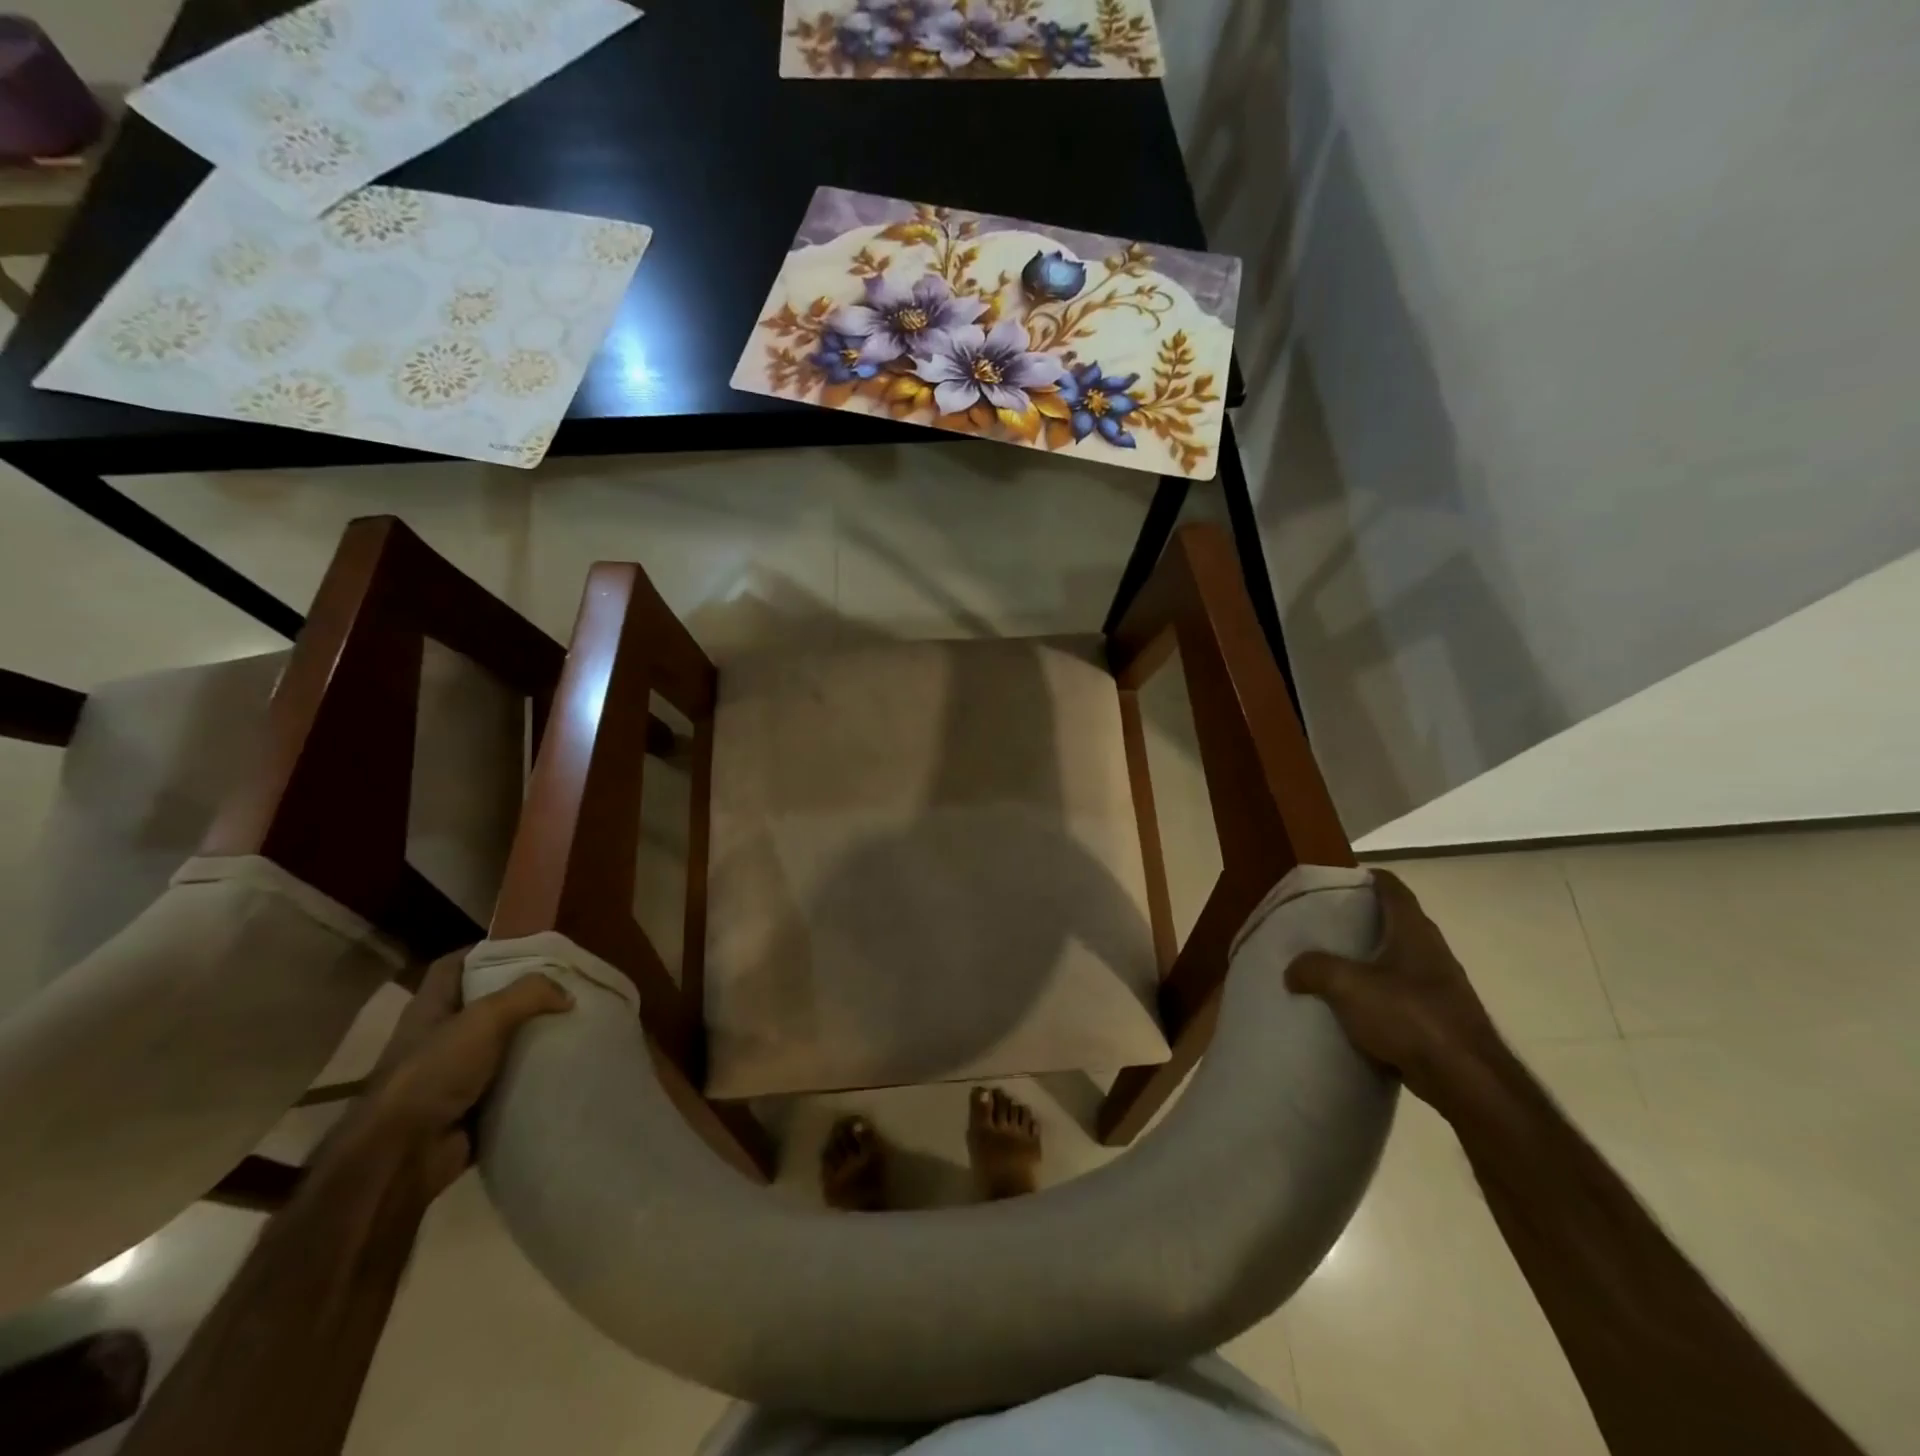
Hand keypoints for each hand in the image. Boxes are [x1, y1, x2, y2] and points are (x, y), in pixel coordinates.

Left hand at [353, 950, 572, 1196]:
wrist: (401, 1158)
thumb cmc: (433, 1074)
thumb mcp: (484, 1019)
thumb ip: (528, 995)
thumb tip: (567, 995)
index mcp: (430, 1009)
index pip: (455, 965)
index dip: (487, 951)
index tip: (529, 948)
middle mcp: (439, 1038)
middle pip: (486, 1004)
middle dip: (524, 996)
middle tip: (566, 988)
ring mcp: (453, 1075)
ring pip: (502, 1046)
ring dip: (533, 1039)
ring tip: (576, 1026)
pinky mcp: (470, 1108)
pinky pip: (510, 1085)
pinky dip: (533, 1079)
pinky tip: (565, 1068)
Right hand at [1285, 869, 1501, 1107]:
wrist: (1466, 1080)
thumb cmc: (1408, 1016)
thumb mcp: (1347, 986)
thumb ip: (1314, 969)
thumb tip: (1292, 969)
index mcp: (1413, 931)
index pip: (1392, 888)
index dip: (1368, 878)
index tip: (1340, 882)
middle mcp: (1432, 951)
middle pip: (1397, 923)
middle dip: (1365, 921)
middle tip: (1328, 925)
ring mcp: (1442, 986)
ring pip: (1401, 961)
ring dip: (1373, 960)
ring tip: (1337, 966)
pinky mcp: (1443, 1019)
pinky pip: (1405, 995)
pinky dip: (1382, 995)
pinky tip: (1358, 1009)